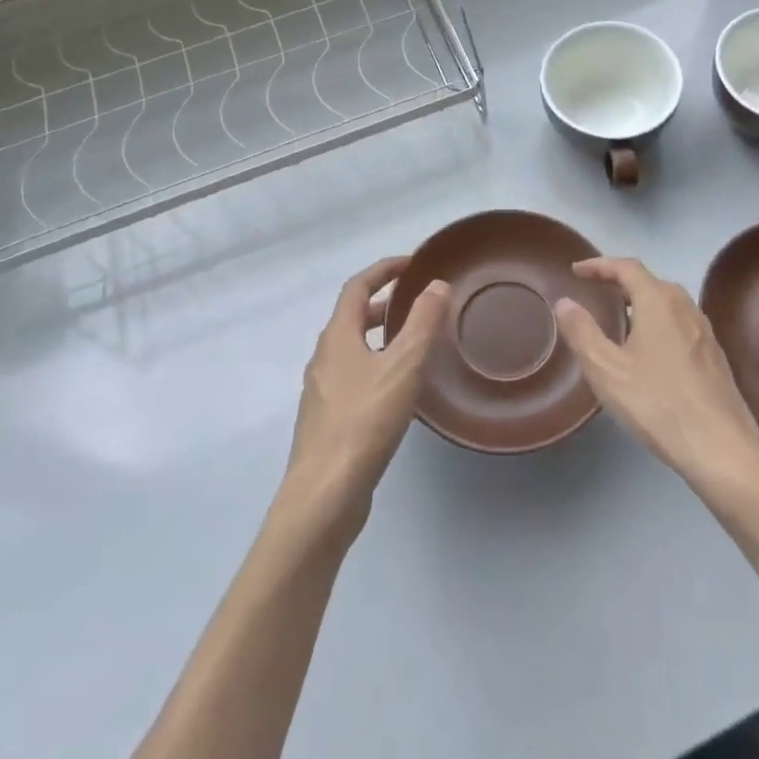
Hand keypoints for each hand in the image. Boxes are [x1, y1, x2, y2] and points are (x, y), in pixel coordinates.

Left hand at [282, 257, 448, 537]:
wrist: (324, 495)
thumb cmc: (364, 422)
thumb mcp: (402, 366)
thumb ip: (422, 322)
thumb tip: (437, 285)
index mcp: (337, 337)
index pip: (357, 286)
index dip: (384, 269)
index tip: (413, 263)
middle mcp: (323, 358)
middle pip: (352, 317)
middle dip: (383, 303)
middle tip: (417, 301)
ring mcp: (322, 391)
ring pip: (352, 349)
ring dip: (379, 336)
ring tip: (413, 343)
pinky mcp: (327, 421)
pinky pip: (353, 377)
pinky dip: (375, 365)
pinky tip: (397, 390)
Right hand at [554, 257, 758, 518]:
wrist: (723, 450)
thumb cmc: (658, 403)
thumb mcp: (607, 370)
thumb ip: (582, 332)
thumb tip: (564, 301)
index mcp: (659, 301)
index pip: (626, 267)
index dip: (599, 265)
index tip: (576, 271)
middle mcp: (686, 307)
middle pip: (650, 282)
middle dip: (620, 282)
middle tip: (596, 292)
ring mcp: (705, 333)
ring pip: (668, 304)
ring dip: (641, 303)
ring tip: (619, 320)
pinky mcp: (715, 358)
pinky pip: (679, 325)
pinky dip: (658, 323)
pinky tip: (649, 353)